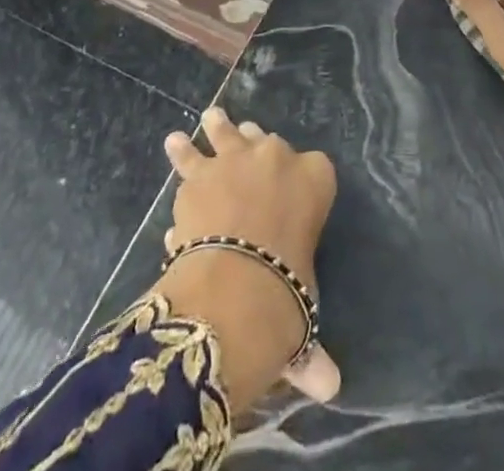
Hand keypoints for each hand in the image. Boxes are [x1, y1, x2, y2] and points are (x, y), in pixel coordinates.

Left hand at [156, 107, 340, 410]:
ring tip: (210, 117)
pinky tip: (174, 144)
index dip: (305, 179)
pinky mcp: (198, 174)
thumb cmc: (284, 293)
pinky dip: (182, 156)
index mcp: (315, 180)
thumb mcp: (303, 314)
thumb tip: (329, 386)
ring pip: (227, 135)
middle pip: (268, 143)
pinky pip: (190, 162)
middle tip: (248, 142)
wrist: (235, 284)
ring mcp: (235, 160)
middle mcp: (276, 157)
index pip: (317, 168)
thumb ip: (311, 346)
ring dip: (218, 129)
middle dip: (257, 146)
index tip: (293, 190)